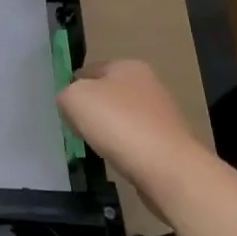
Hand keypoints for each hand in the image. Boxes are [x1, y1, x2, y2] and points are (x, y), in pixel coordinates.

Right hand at [57, 60, 209, 208]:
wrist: (168, 169)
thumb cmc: (118, 123)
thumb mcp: (74, 99)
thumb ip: (66, 95)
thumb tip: (71, 103)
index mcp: (128, 66)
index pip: (91, 70)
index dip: (74, 86)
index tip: (65, 108)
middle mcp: (149, 85)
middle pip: (108, 94)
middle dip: (93, 110)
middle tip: (78, 127)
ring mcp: (163, 115)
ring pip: (123, 118)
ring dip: (110, 131)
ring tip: (99, 147)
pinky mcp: (171, 143)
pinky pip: (138, 141)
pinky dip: (126, 149)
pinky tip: (119, 160)